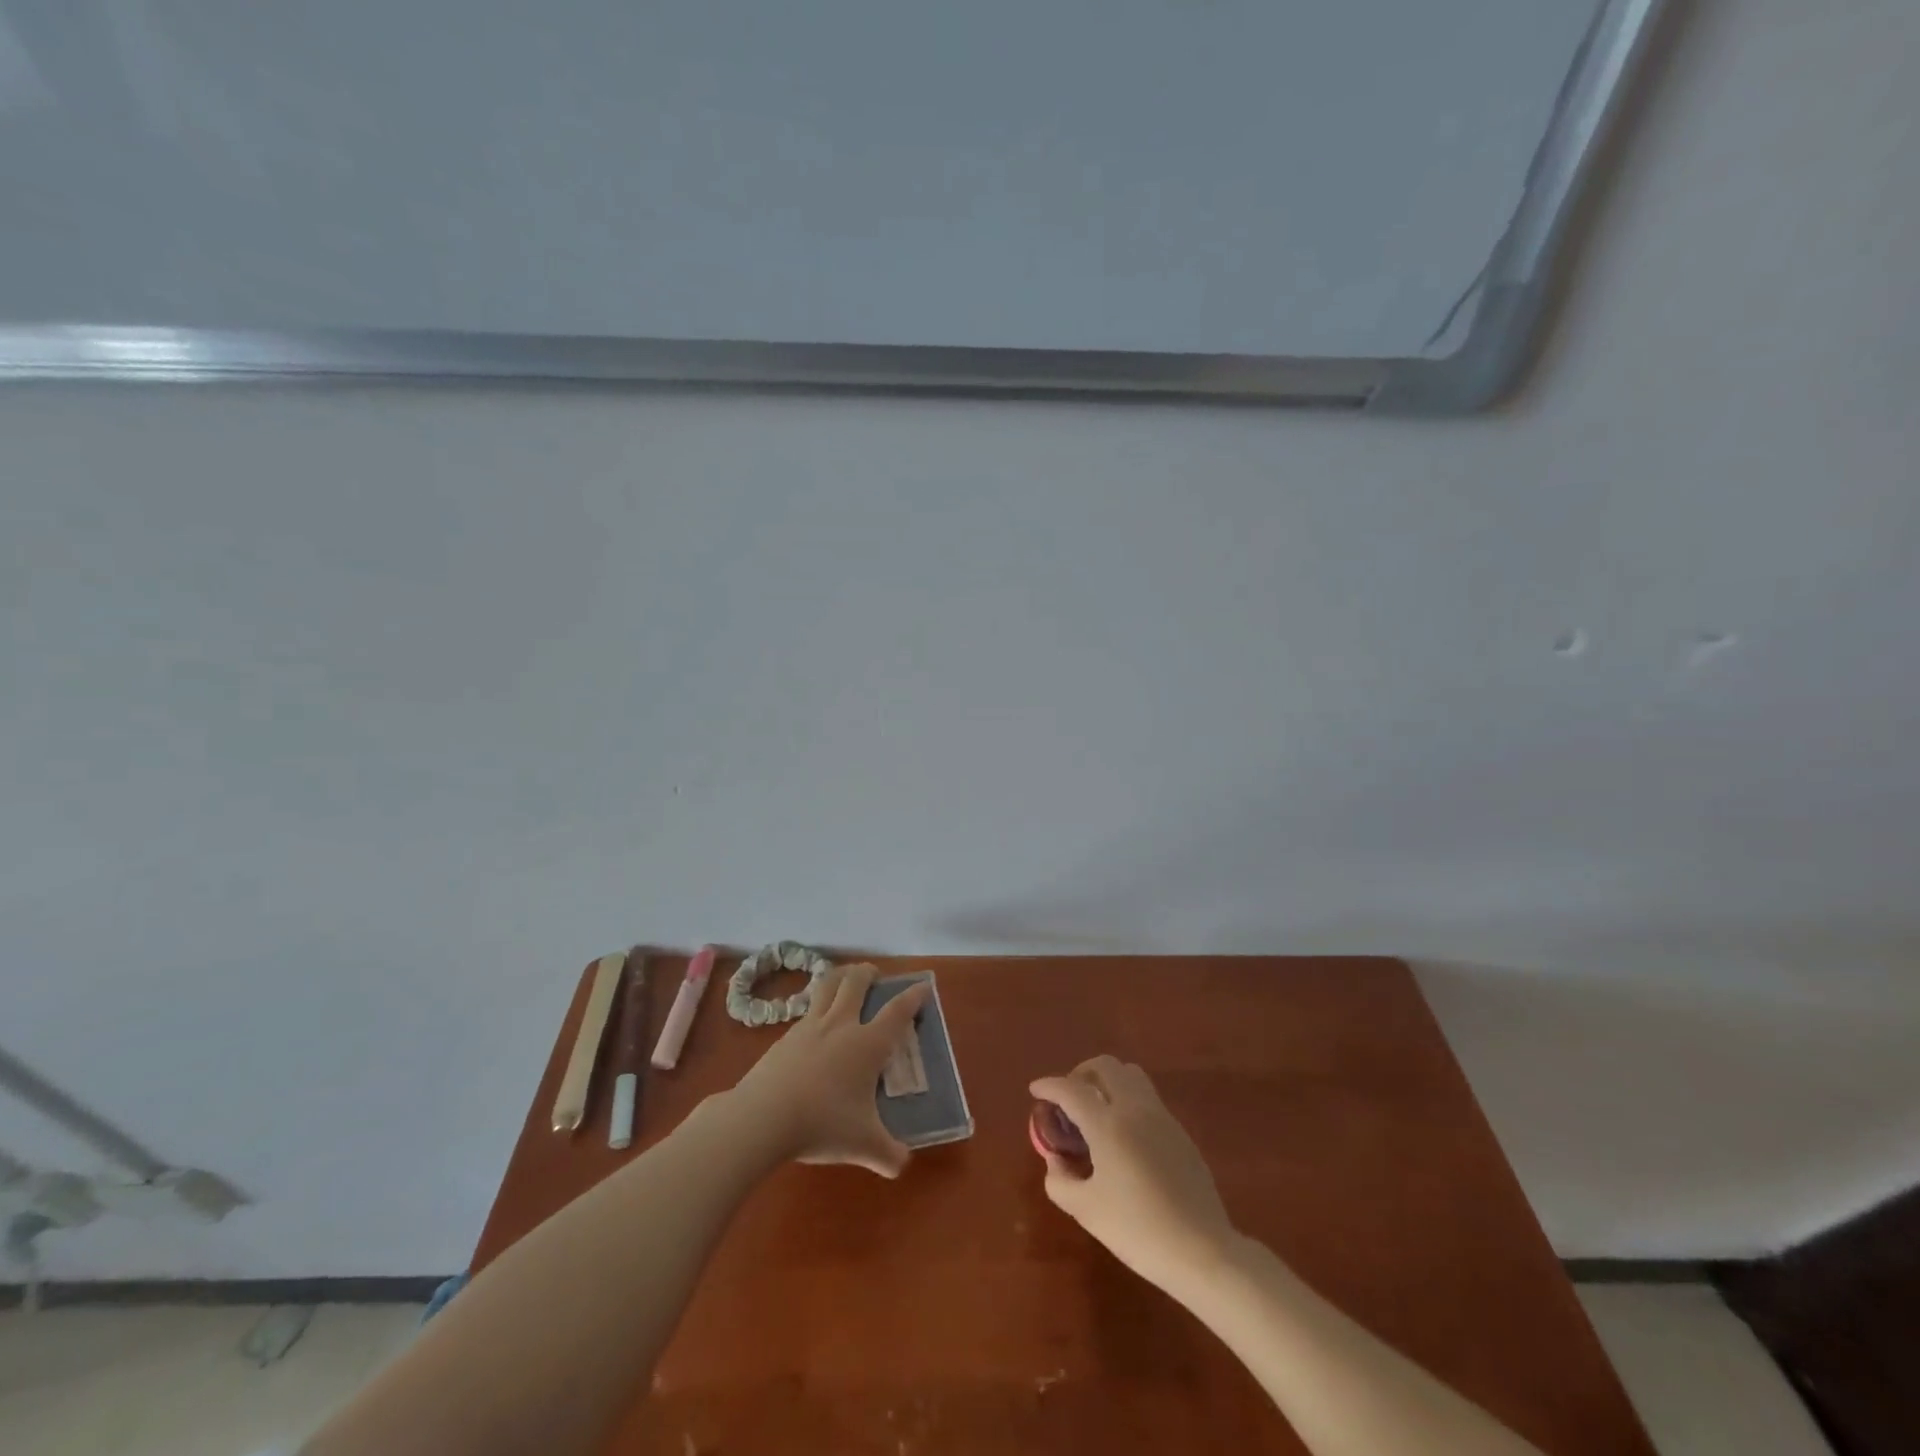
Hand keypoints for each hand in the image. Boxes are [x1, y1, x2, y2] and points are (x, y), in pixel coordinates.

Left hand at [728, 962, 930, 1176]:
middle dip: (868, 973)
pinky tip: (814, 1027)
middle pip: (856, 982)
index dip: (913, 996)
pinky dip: (816, 1008)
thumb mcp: (864, 1145)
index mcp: (867, 1044)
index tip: (922, 986)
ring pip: (826, 986)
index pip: (897, 1011)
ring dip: (839, 977)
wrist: (763, 1117)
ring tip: (844, 981)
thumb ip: (888, 1155)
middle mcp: (841, 1025)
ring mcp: (809, 1027)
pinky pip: (805, 1011)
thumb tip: (902, 1164)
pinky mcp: (784, 1037)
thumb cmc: (823, 1124)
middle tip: (874, 975)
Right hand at [1029, 1057, 1236, 1292]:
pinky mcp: (1180, 1132)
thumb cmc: (1138, 1230)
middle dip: (1081, 1073)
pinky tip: (1122, 1134)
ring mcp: (1162, 1117)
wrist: (1203, 1251)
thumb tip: (1055, 1160)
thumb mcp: (1087, 1211)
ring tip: (1095, 1110)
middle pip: (1106, 1066)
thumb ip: (1060, 1181)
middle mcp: (1135, 1109)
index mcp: (1108, 1124)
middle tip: (1068, 1098)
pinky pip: (1147, 1097)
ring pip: (1131, 1075)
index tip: (1035, 1090)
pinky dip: (1127, 1099)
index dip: (1049, 1085)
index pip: (1071, 1089)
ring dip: (1107, 1080)